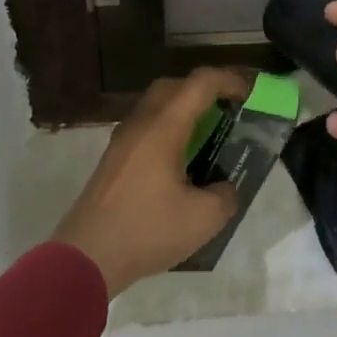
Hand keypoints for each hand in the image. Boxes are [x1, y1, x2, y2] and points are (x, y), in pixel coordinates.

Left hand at [54, 67, 251, 296]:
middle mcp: (140, 123)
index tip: (249, 96)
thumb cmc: (147, 230)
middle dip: (204, 91)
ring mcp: (122, 140)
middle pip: (174, 86)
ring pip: (156, 106)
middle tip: (227, 113)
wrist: (87, 256)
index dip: (229, 80)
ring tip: (206, 138)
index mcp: (164, 127)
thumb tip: (223, 188)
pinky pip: (145, 127)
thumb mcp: (203, 219)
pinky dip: (167, 130)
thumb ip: (225, 196)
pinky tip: (179, 162)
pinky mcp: (113, 159)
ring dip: (183, 111)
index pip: (200, 83)